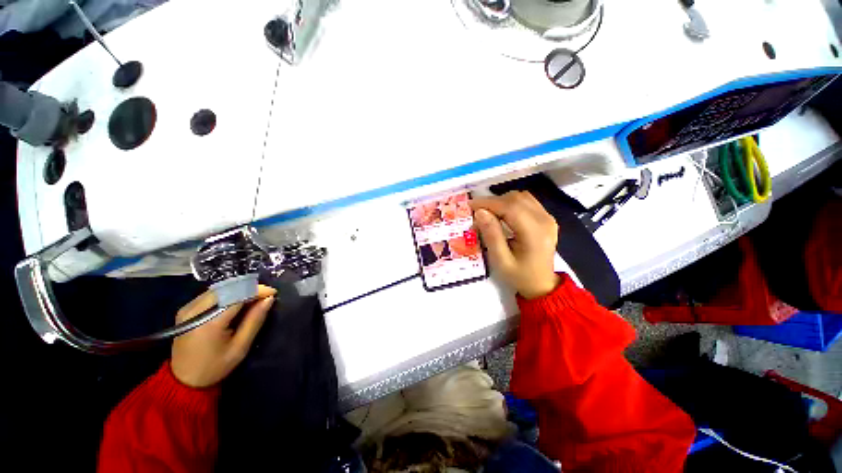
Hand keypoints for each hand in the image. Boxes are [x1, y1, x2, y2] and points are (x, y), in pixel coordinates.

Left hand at [171, 285, 276, 387]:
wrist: (183, 380)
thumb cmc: (215, 367)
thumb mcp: (240, 347)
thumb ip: (255, 320)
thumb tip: (269, 299)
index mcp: (209, 322)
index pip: (237, 295)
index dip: (257, 290)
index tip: (273, 293)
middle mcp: (195, 310)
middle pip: (228, 288)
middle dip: (250, 288)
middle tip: (265, 296)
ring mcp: (187, 308)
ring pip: (220, 288)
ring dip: (240, 290)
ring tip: (254, 298)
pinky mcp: (185, 309)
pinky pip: (212, 294)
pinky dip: (228, 293)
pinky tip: (237, 302)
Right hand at [470, 191, 559, 298]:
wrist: (541, 285)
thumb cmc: (519, 276)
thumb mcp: (501, 260)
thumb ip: (491, 235)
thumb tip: (480, 212)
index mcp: (535, 233)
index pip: (510, 207)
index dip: (488, 203)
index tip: (470, 206)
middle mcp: (545, 220)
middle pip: (516, 199)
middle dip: (493, 202)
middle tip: (476, 213)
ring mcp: (548, 217)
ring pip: (521, 197)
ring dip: (501, 201)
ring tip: (487, 213)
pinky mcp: (546, 218)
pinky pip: (526, 201)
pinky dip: (510, 203)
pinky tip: (501, 214)